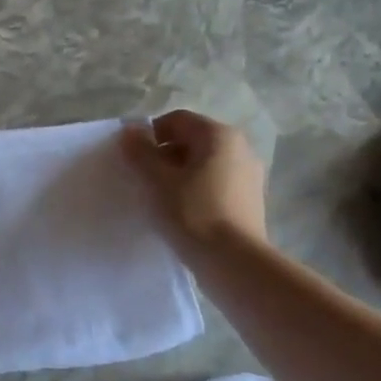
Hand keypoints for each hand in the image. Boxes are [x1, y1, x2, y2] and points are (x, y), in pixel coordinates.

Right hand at [121, 110, 267, 244]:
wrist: (233, 261)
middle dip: (163, 155)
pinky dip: (195, 191)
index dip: (150, 135)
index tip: (133, 159)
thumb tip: (130, 132)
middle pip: (192, 140)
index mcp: (219, 135)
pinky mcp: (249, 201)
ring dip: (178, 174)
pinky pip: (215, 184)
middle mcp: (240, 148)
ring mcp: (249, 175)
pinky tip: (181, 213)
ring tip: (160, 199)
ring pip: (203, 164)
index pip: (177, 120)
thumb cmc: (192, 212)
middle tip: (143, 179)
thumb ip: (140, 152)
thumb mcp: (157, 180)